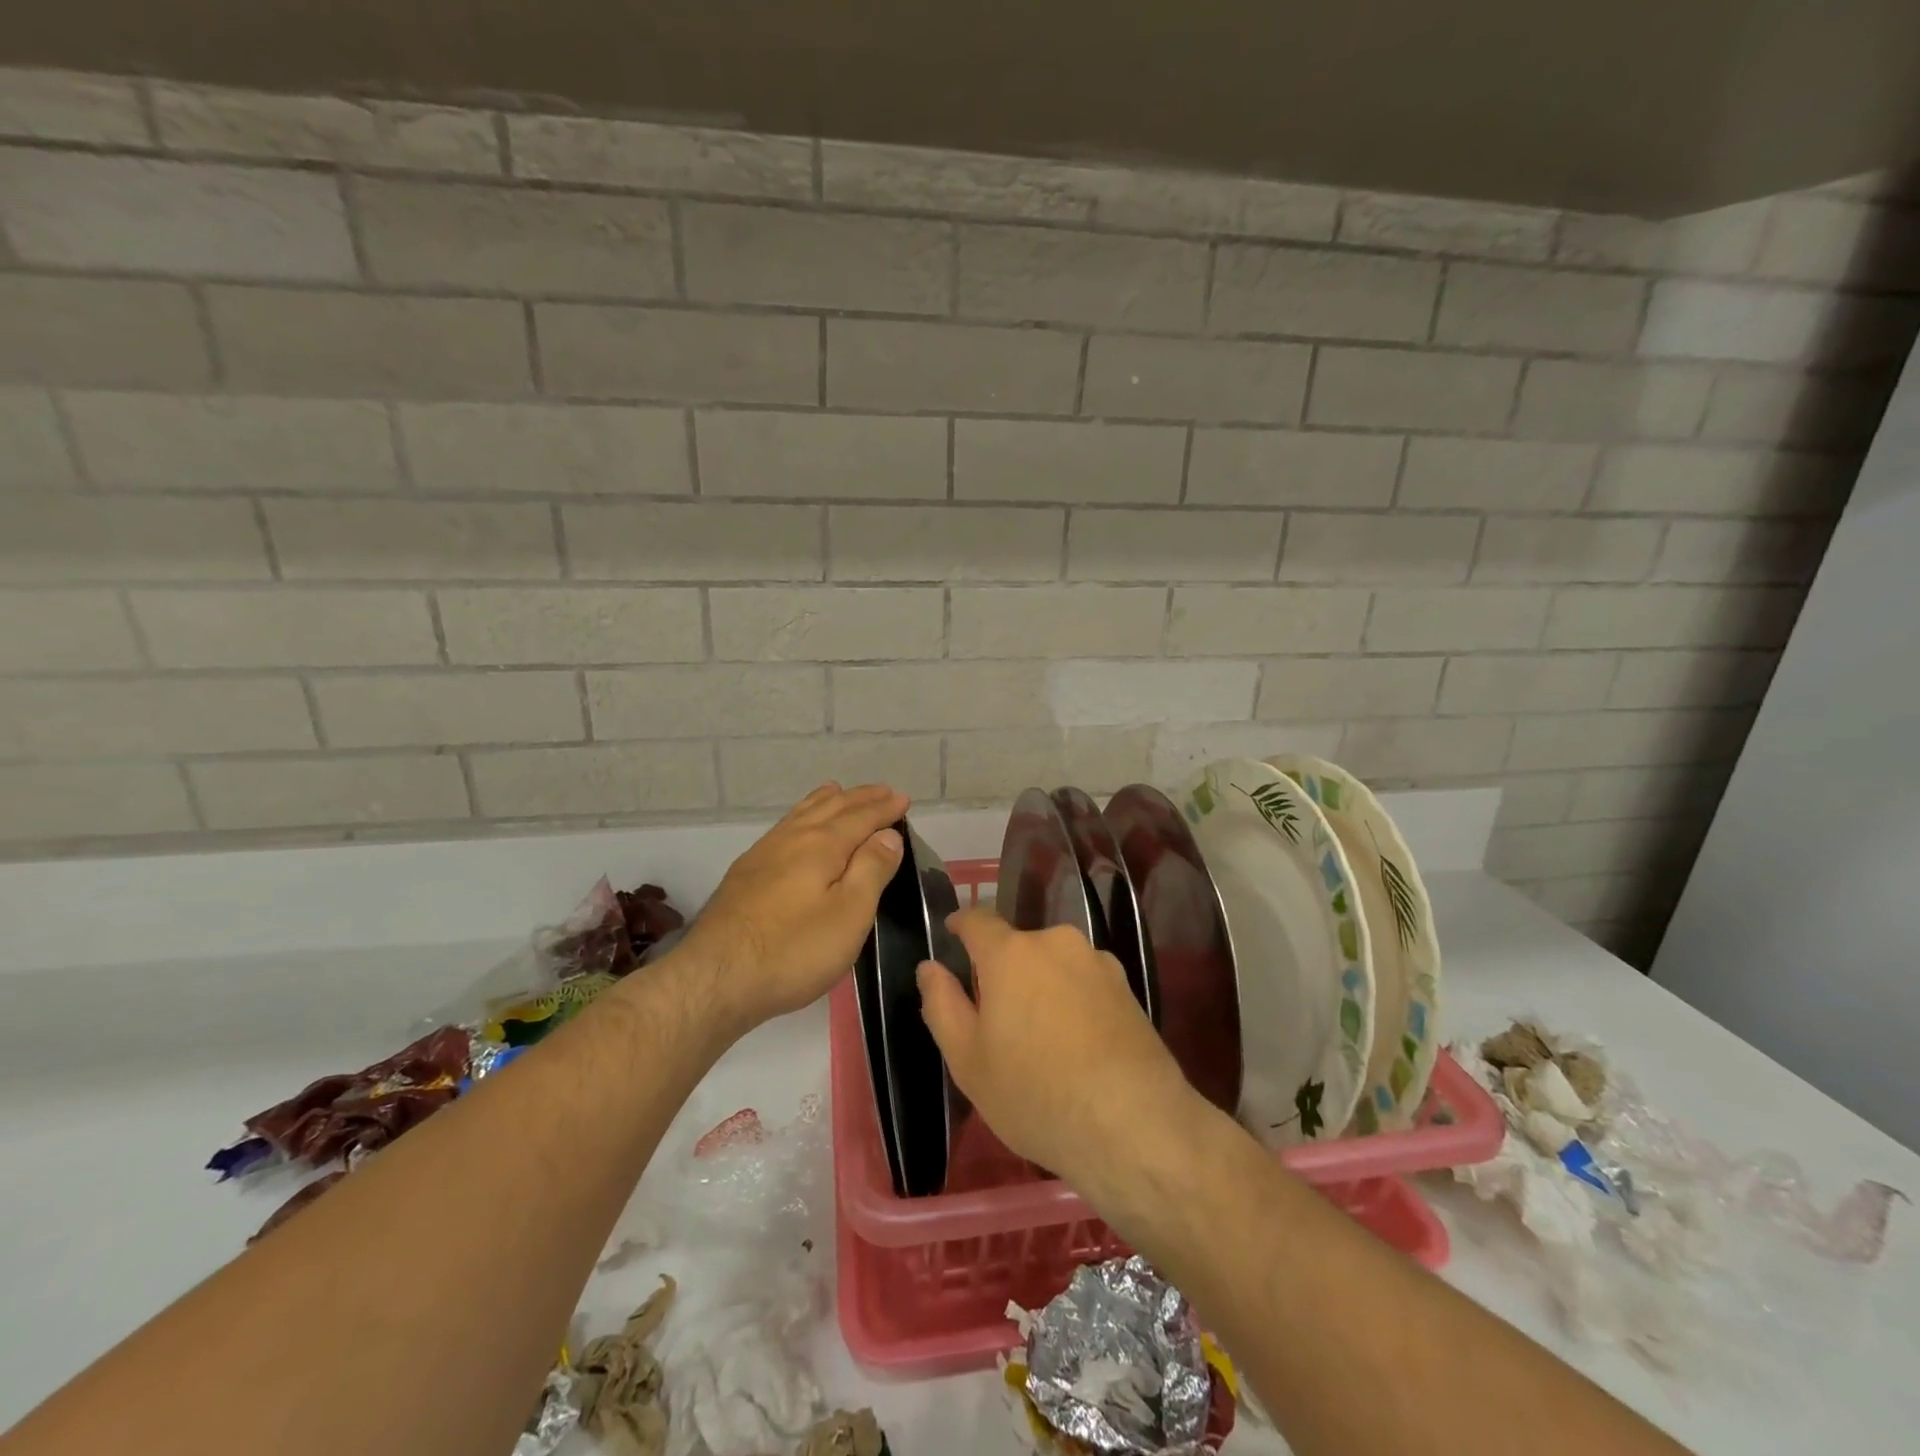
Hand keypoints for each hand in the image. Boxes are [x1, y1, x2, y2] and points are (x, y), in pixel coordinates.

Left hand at [680, 783, 906, 1031]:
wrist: (716, 977)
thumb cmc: (794, 950)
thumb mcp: (849, 914)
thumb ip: (871, 869)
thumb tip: (888, 834)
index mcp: (822, 845)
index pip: (861, 817)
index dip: (885, 807)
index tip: (904, 799)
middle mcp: (793, 838)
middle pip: (831, 807)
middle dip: (860, 798)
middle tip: (882, 791)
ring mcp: (764, 854)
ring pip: (802, 813)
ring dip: (827, 801)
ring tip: (838, 791)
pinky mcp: (745, 874)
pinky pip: (784, 827)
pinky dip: (801, 815)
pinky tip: (796, 827)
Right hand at [917, 910, 1204, 1193]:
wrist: (1134, 1125)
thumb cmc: (1035, 1094)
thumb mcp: (968, 1059)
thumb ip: (942, 1004)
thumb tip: (930, 967)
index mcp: (1011, 953)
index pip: (978, 919)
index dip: (961, 925)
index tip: (952, 936)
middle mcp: (1056, 943)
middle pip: (1018, 947)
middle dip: (1003, 971)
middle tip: (998, 1019)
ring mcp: (1097, 963)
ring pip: (1054, 965)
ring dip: (1041, 987)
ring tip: (1042, 1040)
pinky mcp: (1128, 988)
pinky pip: (1084, 983)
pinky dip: (1073, 1002)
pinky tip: (1078, 1047)